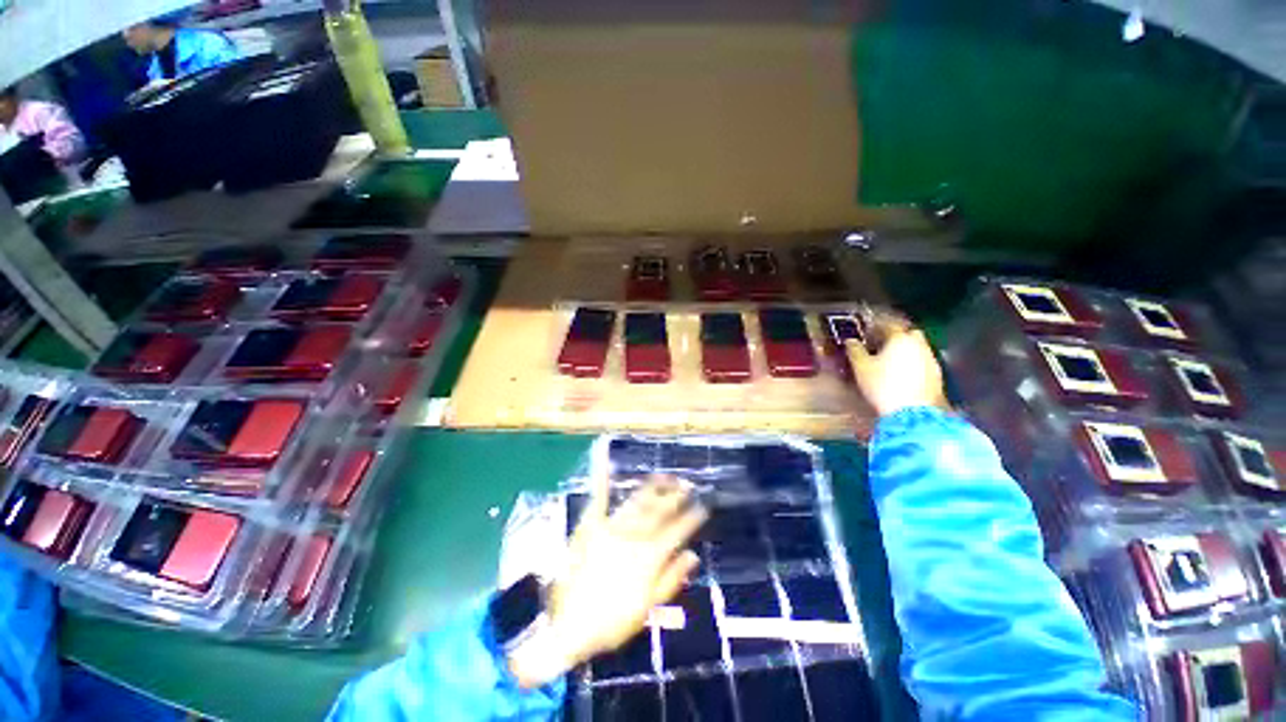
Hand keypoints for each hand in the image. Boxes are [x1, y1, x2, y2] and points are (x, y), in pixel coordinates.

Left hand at [507, 474, 705, 687]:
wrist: (569, 627)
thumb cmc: (613, 622)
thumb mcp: (648, 607)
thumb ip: (672, 578)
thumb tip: (693, 555)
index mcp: (650, 556)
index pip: (677, 531)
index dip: (692, 518)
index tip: (703, 507)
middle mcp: (634, 536)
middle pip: (659, 511)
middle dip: (675, 497)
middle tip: (687, 484)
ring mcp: (611, 527)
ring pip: (638, 502)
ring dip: (653, 487)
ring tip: (665, 475)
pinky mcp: (590, 525)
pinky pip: (599, 498)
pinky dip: (602, 478)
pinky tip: (606, 461)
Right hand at [845, 324, 947, 417]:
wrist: (912, 413)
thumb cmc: (883, 386)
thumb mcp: (861, 367)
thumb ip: (855, 350)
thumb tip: (850, 341)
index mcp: (900, 338)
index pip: (888, 325)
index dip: (876, 327)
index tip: (867, 332)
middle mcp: (919, 345)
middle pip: (907, 334)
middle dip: (895, 337)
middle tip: (880, 345)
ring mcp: (931, 360)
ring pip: (917, 348)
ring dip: (905, 351)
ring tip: (890, 362)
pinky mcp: (937, 376)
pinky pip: (922, 363)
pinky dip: (913, 364)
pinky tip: (902, 375)